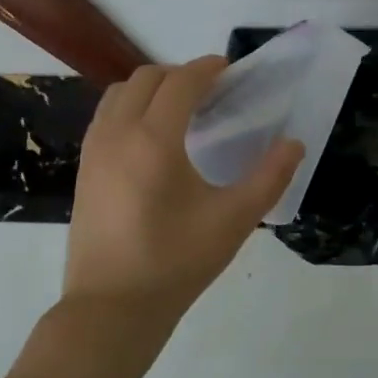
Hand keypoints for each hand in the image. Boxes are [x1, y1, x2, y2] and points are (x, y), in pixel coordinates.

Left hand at [66, 57, 303, 324]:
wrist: (112, 308)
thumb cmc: (176, 262)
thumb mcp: (234, 220)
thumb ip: (269, 177)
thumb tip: (294, 144)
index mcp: (154, 139)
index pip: (181, 82)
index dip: (207, 68)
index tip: (230, 70)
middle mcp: (118, 133)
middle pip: (147, 78)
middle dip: (181, 74)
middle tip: (211, 92)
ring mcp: (94, 150)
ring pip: (120, 93)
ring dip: (152, 88)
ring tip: (181, 110)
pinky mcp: (84, 168)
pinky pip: (106, 116)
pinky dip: (130, 107)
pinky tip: (152, 138)